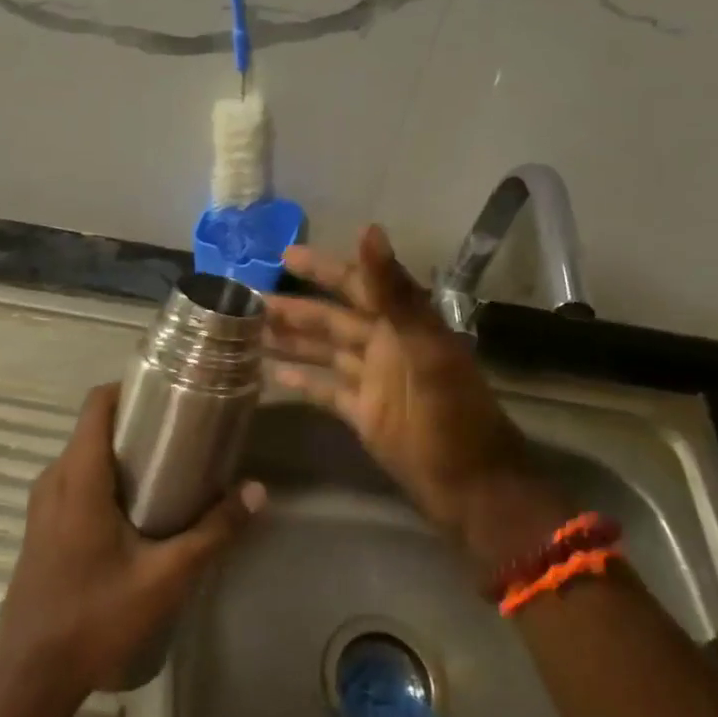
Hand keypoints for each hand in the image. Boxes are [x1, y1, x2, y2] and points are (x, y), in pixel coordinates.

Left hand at [0, 382, 264, 695]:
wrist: (32, 675)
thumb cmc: (96, 617)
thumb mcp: (165, 576)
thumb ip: (213, 532)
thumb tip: (257, 492)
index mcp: (78, 476)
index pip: (97, 404)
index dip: (131, 388)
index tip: (171, 392)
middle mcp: (54, 479)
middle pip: (94, 427)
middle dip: (136, 422)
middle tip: (184, 433)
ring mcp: (42, 504)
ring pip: (84, 456)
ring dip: (122, 452)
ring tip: (170, 467)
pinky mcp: (41, 527)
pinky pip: (75, 481)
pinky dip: (105, 477)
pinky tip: (139, 508)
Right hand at [266, 225, 573, 567]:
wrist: (470, 486)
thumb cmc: (452, 416)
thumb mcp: (425, 350)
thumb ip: (395, 293)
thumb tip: (368, 230)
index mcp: (401, 325)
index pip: (356, 285)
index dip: (323, 269)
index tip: (284, 256)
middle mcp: (384, 346)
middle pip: (331, 319)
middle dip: (292, 308)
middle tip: (247, 300)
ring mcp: (372, 381)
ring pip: (323, 351)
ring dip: (290, 340)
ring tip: (248, 331)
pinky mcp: (363, 413)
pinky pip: (326, 389)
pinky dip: (302, 380)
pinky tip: (273, 372)